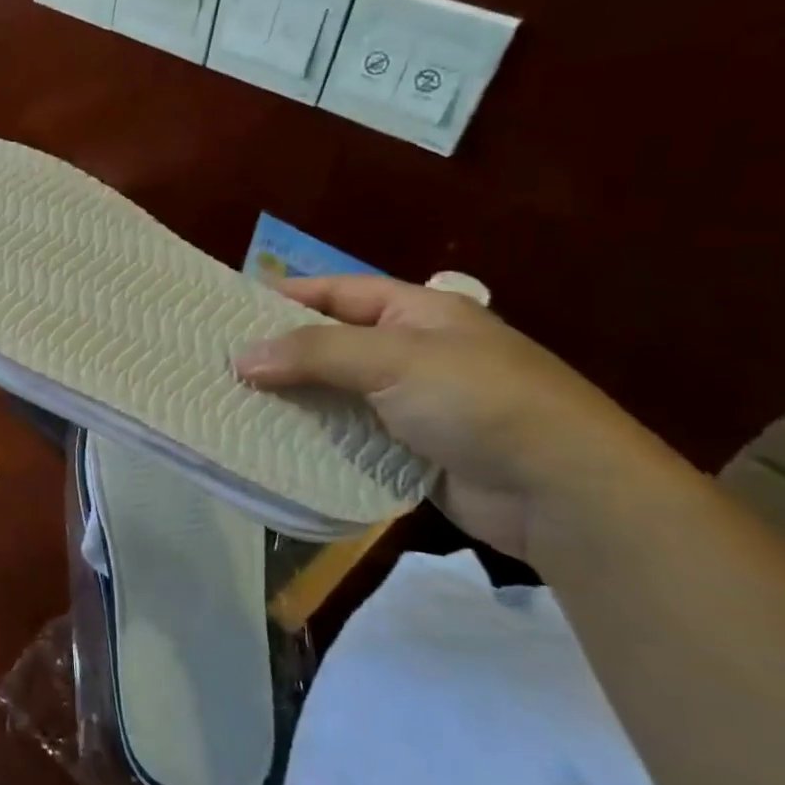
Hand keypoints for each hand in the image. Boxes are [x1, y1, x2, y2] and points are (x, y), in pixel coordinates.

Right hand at [233, 275, 657, 557]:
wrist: (565, 493)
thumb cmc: (481, 401)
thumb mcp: (395, 359)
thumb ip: (314, 352)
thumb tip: (240, 357)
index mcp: (419, 313)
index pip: (339, 291)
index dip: (287, 294)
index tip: (229, 309)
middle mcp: (413, 352)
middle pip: (331, 343)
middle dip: (280, 352)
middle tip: (219, 361)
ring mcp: (412, 404)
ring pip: (335, 392)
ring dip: (292, 398)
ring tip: (232, 402)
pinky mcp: (409, 450)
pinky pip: (348, 435)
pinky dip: (314, 437)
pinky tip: (272, 442)